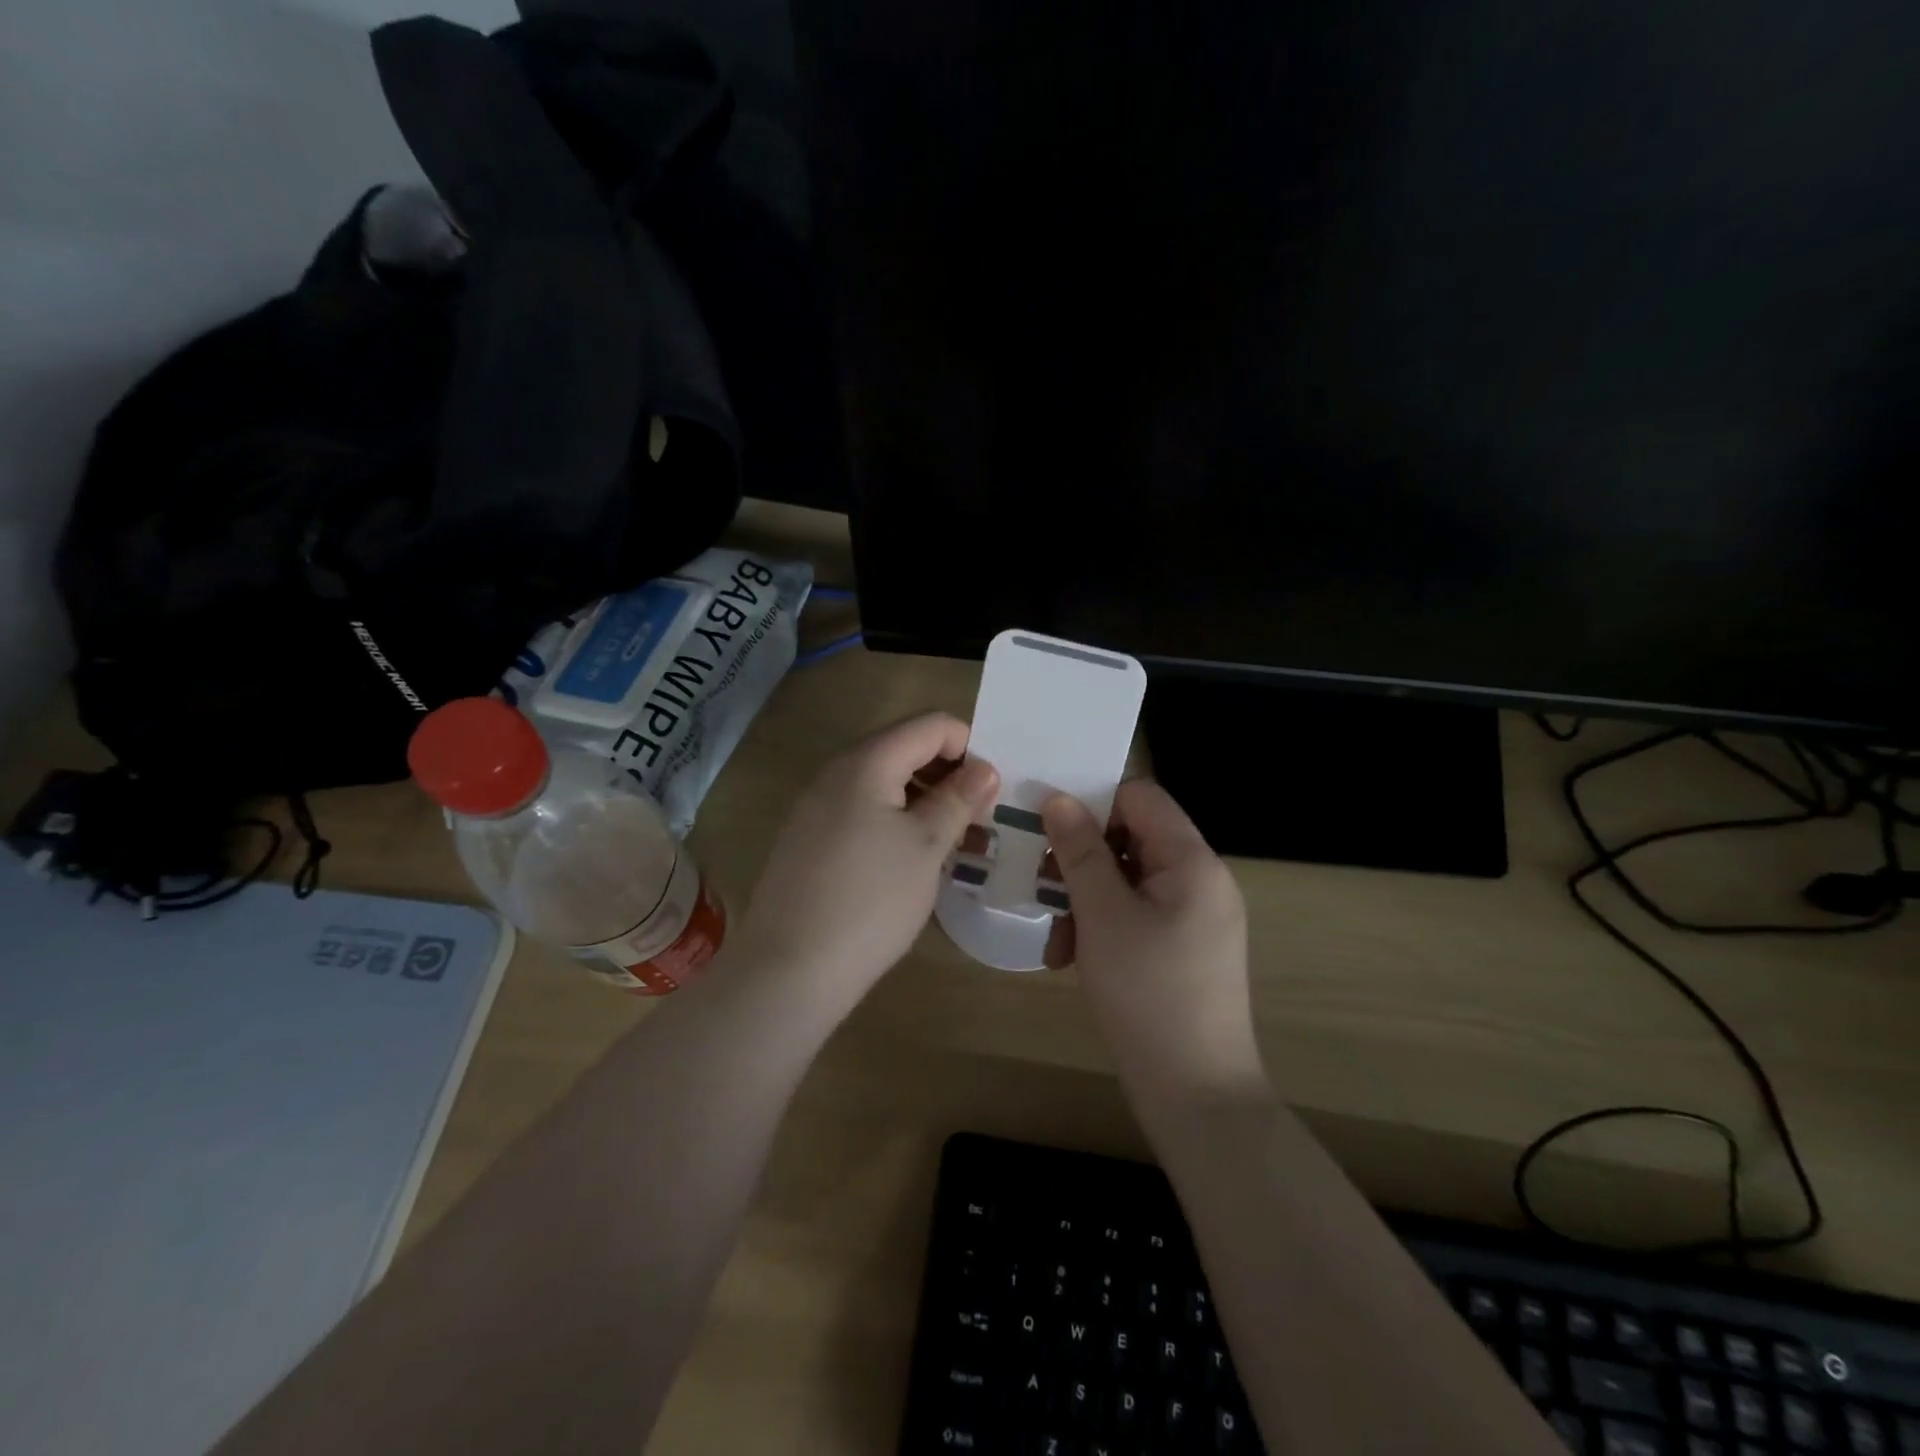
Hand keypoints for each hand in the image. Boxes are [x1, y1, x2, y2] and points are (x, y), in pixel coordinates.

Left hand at [733, 713, 998, 1011]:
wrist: (790, 969)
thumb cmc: (870, 900)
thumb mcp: (925, 846)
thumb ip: (957, 799)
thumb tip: (984, 769)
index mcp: (866, 761)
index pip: (931, 724)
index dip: (969, 746)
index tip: (991, 790)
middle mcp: (836, 771)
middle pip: (905, 749)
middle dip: (949, 774)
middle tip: (979, 818)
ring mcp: (817, 806)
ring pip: (885, 783)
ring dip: (925, 800)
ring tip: (956, 842)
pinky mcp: (810, 838)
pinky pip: (863, 810)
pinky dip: (896, 821)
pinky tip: (914, 860)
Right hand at [1042, 781, 1265, 1104]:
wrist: (1196, 1094)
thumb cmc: (1147, 994)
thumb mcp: (1102, 915)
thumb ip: (1079, 851)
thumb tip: (1058, 798)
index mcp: (1192, 861)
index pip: (1140, 796)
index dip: (1093, 801)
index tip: (1048, 825)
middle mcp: (1200, 879)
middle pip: (1131, 838)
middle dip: (1081, 861)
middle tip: (1043, 886)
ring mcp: (1195, 916)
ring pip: (1127, 880)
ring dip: (1084, 901)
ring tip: (1057, 944)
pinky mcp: (1184, 948)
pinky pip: (1137, 915)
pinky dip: (1102, 927)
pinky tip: (1072, 961)